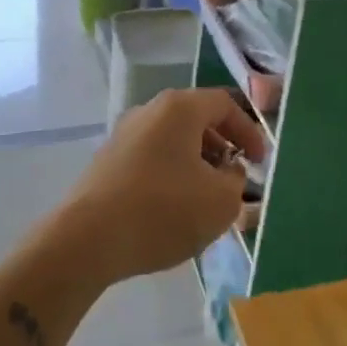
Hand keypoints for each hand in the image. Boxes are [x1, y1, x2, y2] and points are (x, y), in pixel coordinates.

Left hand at [62, 89, 264, 284]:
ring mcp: (123, 135)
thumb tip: (228, 172)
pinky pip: (151, 159)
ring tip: (206, 199)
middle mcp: (149, 111)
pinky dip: (171, 175)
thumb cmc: (162, 211)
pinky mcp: (107, 162)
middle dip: (222, 149)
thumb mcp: (220, 202)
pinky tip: (173, 209)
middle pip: (196, 120)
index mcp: (179, 108)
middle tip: (234, 180)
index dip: (249, 131)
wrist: (86, 241)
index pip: (224, 104)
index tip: (260, 163)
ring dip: (196, 164)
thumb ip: (236, 181)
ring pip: (172, 141)